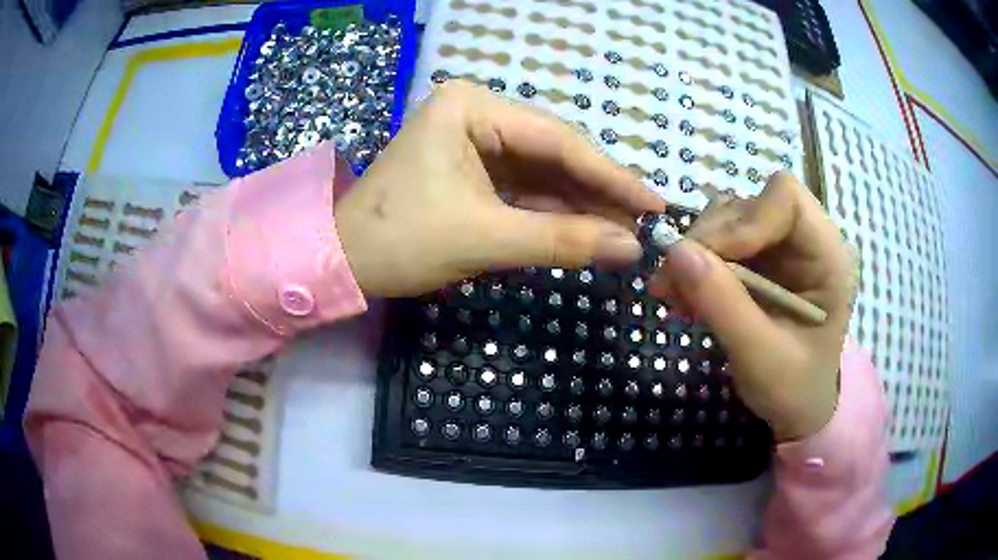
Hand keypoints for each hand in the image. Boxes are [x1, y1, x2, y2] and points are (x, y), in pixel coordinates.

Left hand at [335, 81, 663, 297]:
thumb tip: (631, 247)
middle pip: (554, 153)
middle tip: (645, 223)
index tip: (655, 203)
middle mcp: (476, 112)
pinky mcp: (471, 169)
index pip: (558, 141)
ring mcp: (473, 140)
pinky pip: (523, 188)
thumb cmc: (400, 241)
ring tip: (625, 232)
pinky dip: (553, 212)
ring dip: (580, 204)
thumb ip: (563, 240)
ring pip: (542, 172)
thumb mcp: (485, 238)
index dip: (612, 176)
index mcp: (472, 106)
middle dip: (598, 192)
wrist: (340, 262)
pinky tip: (587, 230)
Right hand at [649, 172, 855, 440]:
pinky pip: (719, 242)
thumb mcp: (760, 357)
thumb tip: (676, 251)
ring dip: (696, 253)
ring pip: (728, 220)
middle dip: (708, 242)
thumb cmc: (793, 389)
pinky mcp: (760, 259)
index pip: (786, 198)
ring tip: (674, 295)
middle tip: (670, 285)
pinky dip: (695, 265)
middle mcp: (805, 240)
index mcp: (827, 256)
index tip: (709, 261)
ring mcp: (781, 247)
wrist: (796, 407)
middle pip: (749, 206)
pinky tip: (683, 295)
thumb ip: (724, 305)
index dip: (745, 220)